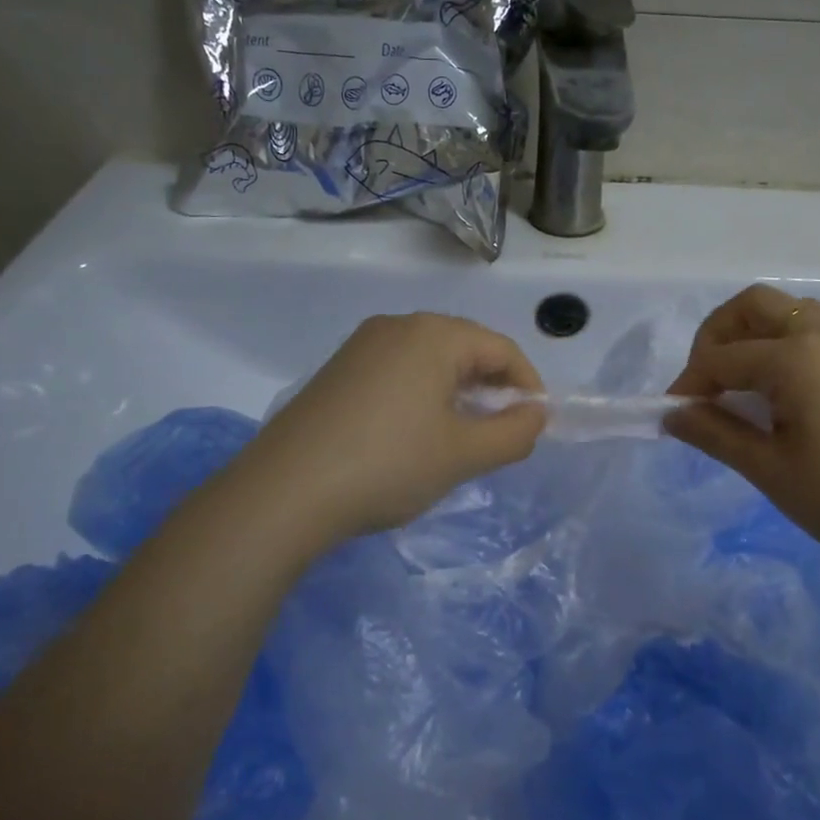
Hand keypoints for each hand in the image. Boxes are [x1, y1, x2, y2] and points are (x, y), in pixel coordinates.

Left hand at [243, 312, 546, 542]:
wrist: (284, 492)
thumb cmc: (388, 465)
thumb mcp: (464, 455)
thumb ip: (514, 433)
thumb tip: (535, 414)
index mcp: (433, 335)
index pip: (501, 349)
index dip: (528, 385)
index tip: (534, 425)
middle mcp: (396, 326)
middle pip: (465, 348)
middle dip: (491, 389)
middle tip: (500, 434)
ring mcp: (361, 346)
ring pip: (429, 361)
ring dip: (457, 393)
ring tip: (460, 438)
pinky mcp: (337, 371)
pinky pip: (397, 372)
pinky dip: (421, 396)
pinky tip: (414, 435)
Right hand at [666, 285, 819, 571]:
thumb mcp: (770, 471)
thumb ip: (715, 435)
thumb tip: (671, 414)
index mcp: (793, 357)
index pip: (719, 358)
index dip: (688, 386)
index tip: (676, 418)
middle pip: (751, 305)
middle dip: (715, 336)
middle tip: (705, 383)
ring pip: (785, 312)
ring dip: (751, 334)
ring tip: (741, 384)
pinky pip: (812, 328)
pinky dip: (781, 343)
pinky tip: (783, 391)